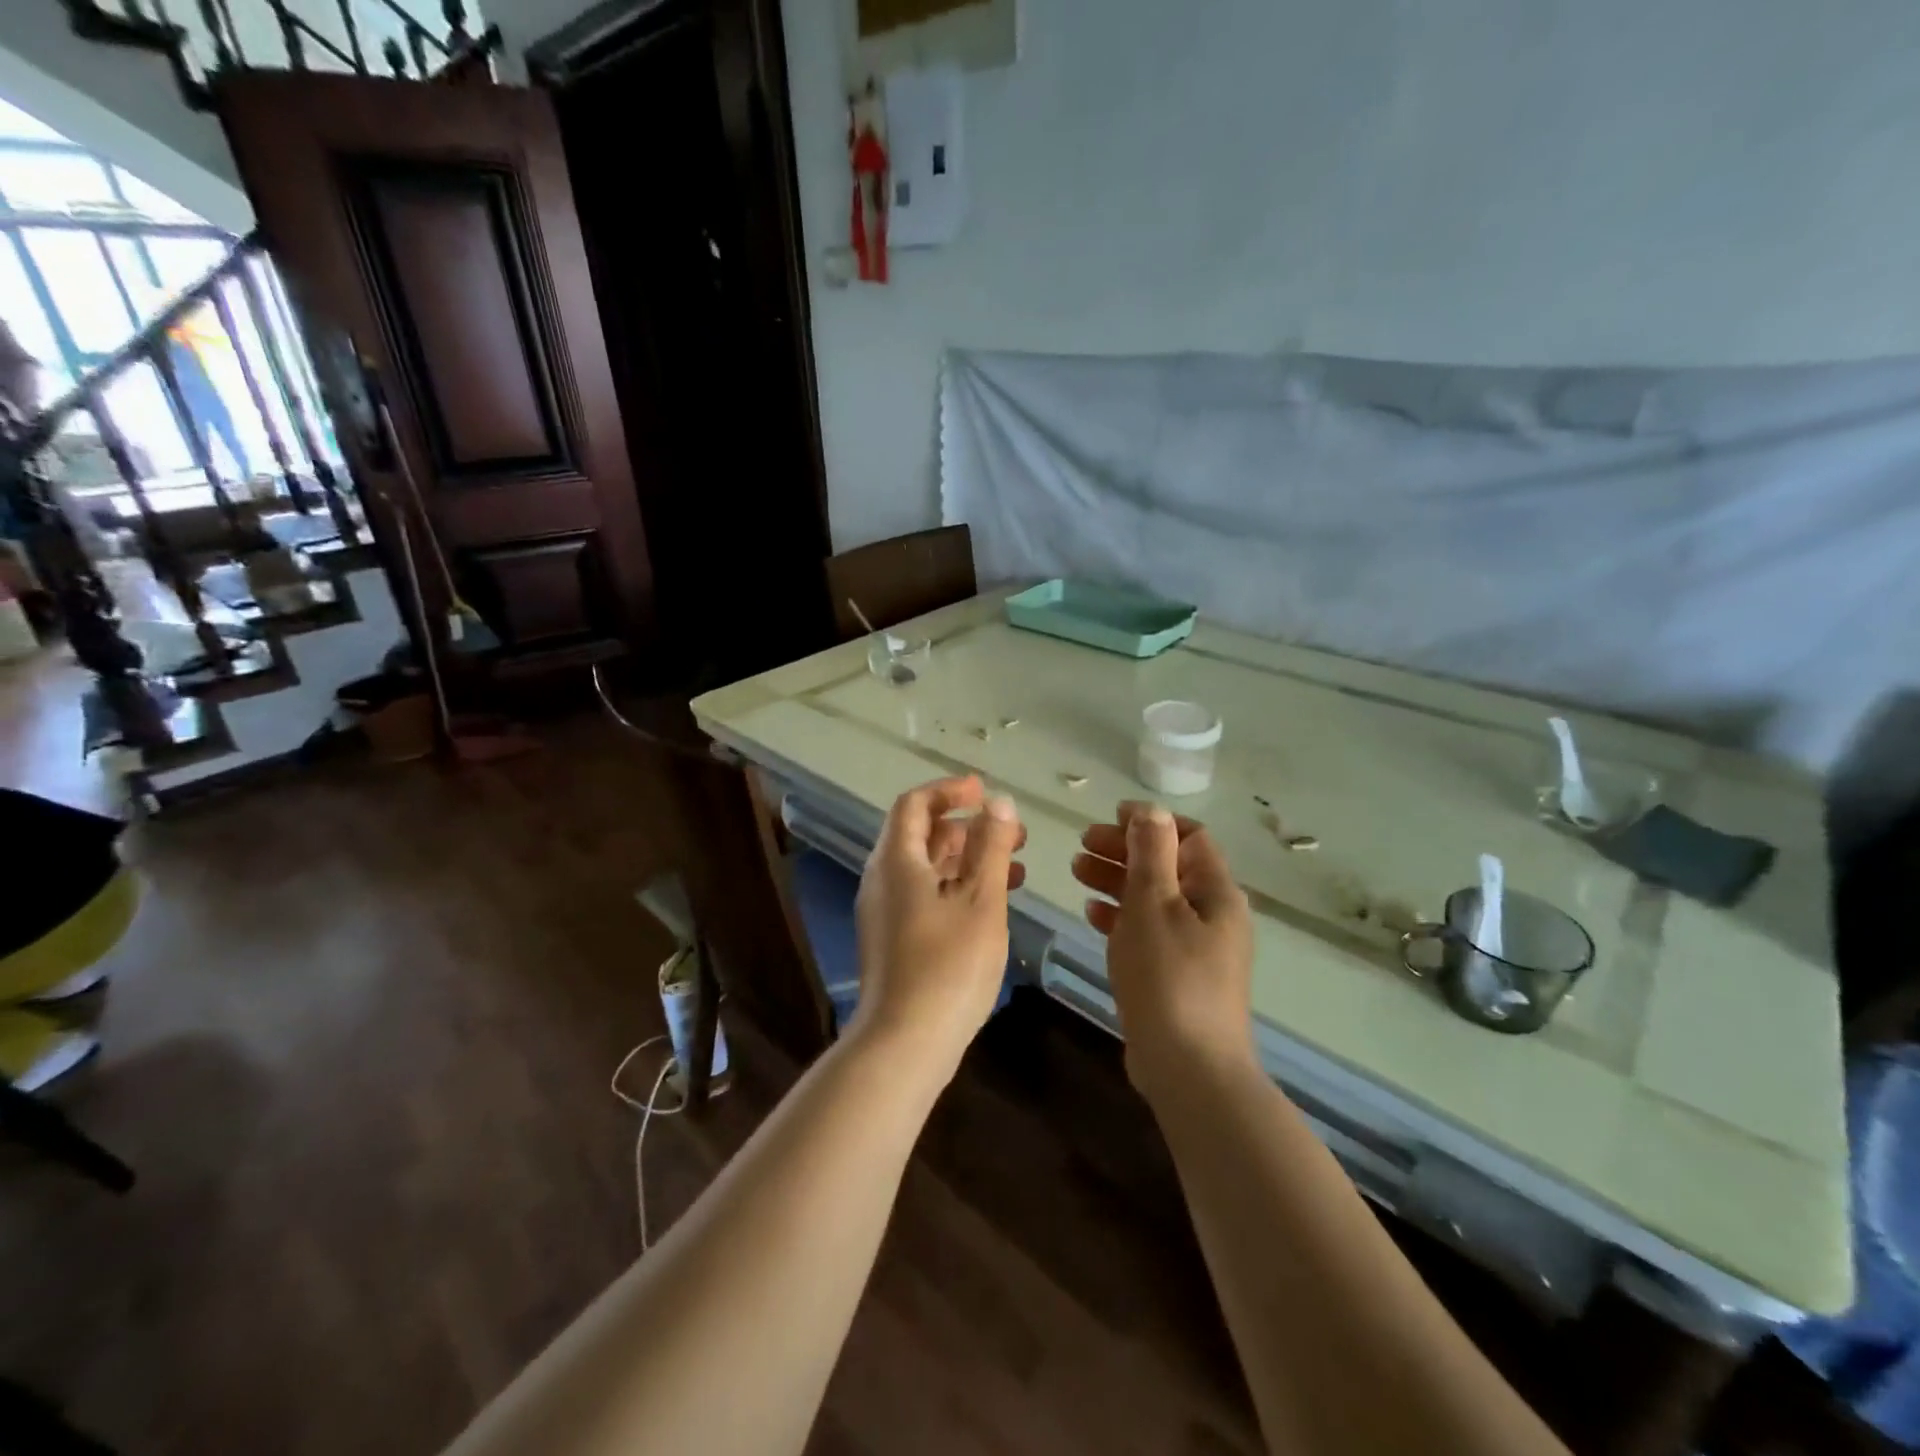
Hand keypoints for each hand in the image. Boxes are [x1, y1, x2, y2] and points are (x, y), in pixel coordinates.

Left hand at [853, 776, 1025, 1078]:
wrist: (904, 1043)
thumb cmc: (948, 965)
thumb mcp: (981, 900)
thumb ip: (991, 847)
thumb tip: (998, 803)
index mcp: (896, 861)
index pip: (914, 804)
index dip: (949, 791)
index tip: (984, 790)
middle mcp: (883, 879)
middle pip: (922, 835)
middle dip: (968, 827)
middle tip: (1012, 833)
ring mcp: (885, 912)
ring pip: (927, 868)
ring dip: (968, 859)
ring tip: (1014, 865)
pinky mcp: (894, 940)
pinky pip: (925, 896)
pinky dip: (958, 887)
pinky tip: (993, 903)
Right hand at [1072, 802, 1255, 1093]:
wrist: (1188, 1068)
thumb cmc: (1169, 975)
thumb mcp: (1154, 904)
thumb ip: (1151, 853)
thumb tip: (1151, 810)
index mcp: (1216, 892)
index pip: (1189, 837)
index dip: (1150, 822)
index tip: (1110, 817)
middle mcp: (1212, 914)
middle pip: (1167, 865)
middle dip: (1125, 849)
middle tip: (1082, 844)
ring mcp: (1196, 947)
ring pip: (1154, 898)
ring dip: (1117, 879)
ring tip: (1076, 870)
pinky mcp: (1176, 975)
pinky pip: (1148, 931)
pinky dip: (1121, 915)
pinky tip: (1092, 912)